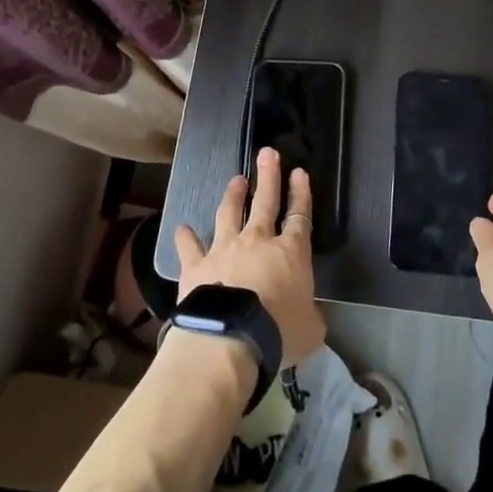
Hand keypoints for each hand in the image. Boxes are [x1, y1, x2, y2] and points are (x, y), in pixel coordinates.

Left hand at [175, 148, 327, 364]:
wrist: (229, 338)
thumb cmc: (279, 332)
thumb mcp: (311, 329)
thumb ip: (311, 315)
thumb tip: (310, 315)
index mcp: (291, 252)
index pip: (299, 216)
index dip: (301, 193)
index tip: (299, 172)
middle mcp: (258, 241)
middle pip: (265, 202)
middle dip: (268, 176)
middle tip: (267, 153)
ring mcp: (224, 249)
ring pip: (229, 213)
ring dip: (233, 195)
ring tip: (236, 179)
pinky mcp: (196, 265)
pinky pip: (189, 246)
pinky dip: (185, 237)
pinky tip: (181, 228)